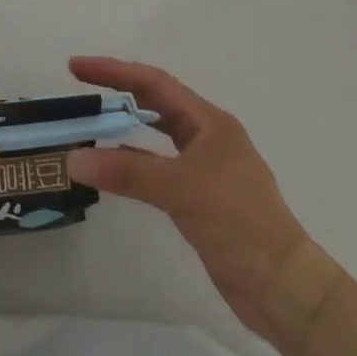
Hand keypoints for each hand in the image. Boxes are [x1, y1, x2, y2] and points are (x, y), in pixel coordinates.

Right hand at [66, 56, 329, 347]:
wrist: (283, 288)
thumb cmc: (237, 222)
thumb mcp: (179, 189)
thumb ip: (125, 171)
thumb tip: (73, 158)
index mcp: (210, 122)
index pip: (154, 83)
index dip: (114, 71)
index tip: (77, 68)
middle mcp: (209, 138)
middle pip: (156, 103)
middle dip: (118, 92)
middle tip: (79, 88)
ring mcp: (206, 169)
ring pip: (157, 136)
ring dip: (125, 128)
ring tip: (91, 124)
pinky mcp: (201, 198)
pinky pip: (159, 167)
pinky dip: (134, 163)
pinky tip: (112, 170)